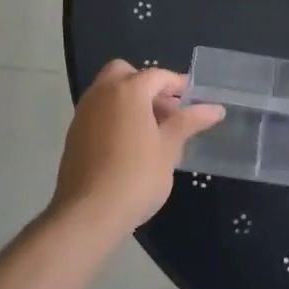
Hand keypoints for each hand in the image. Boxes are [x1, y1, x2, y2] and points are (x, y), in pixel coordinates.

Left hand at [50, 61, 224, 237]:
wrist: (88, 214)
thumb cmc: (136, 176)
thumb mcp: (169, 148)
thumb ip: (188, 122)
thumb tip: (215, 108)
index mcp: (128, 90)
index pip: (157, 75)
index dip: (177, 85)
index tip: (193, 100)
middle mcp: (102, 94)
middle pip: (124, 73)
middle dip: (146, 85)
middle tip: (166, 109)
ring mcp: (83, 114)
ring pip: (108, 92)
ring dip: (129, 100)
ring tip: (152, 130)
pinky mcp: (74, 135)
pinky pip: (98, 112)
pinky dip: (115, 116)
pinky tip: (130, 145)